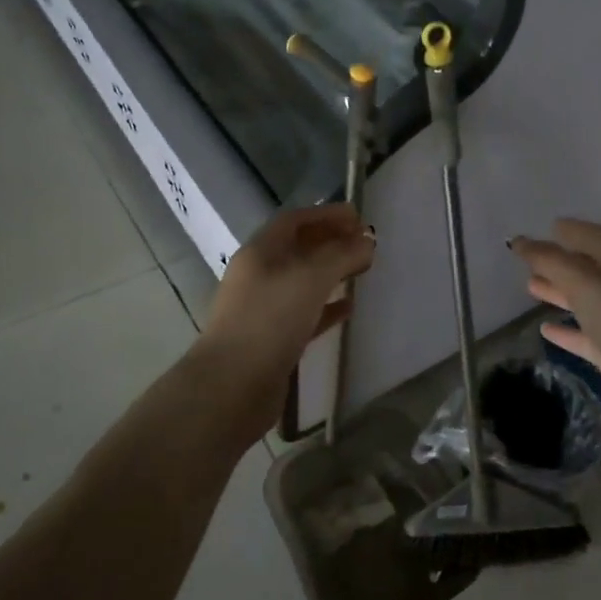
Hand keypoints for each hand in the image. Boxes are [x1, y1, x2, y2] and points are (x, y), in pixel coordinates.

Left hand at [197, 203, 375, 394]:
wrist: (233, 385)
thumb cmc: (270, 319)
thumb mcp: (311, 277)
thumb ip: (342, 255)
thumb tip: (367, 241)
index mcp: (261, 252)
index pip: (295, 220)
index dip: (326, 214)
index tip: (359, 217)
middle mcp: (259, 275)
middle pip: (298, 249)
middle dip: (331, 241)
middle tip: (365, 243)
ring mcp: (264, 308)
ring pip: (303, 281)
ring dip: (331, 273)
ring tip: (362, 271)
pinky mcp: (273, 340)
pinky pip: (305, 314)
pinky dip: (327, 307)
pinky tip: (349, 309)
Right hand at [509, 220, 600, 418]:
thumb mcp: (582, 280)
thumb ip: (549, 259)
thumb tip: (518, 240)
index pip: (593, 236)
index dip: (570, 230)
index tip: (546, 227)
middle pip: (587, 268)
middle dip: (559, 262)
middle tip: (528, 260)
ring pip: (584, 300)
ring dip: (558, 292)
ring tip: (529, 286)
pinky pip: (585, 335)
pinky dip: (566, 330)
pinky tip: (545, 329)